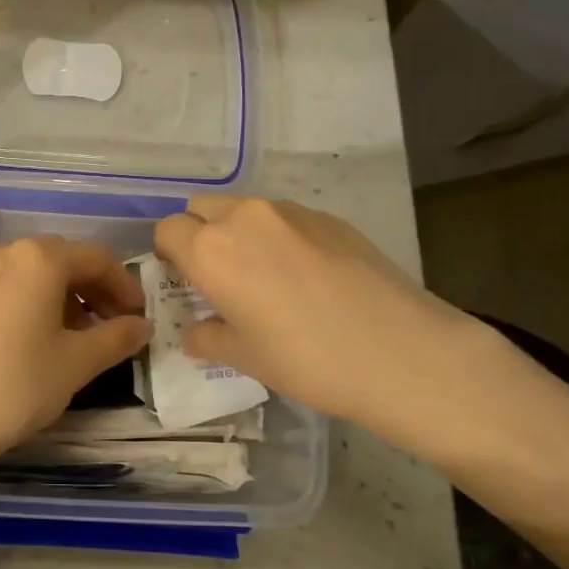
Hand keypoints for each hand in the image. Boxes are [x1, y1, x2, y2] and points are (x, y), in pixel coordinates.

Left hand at [0, 236, 151, 479]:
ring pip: (33, 273)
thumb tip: (142, 326)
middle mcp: (3, 252)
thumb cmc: (16, 386)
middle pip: (62, 260)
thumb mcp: (76, 363)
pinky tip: (40, 337)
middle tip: (114, 326)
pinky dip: (32, 301)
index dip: (124, 286)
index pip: (95, 258)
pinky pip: (7, 285)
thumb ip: (116, 338)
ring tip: (79, 337)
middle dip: (94, 290)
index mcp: (37, 258)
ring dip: (64, 297)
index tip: (138, 317)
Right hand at [154, 197, 516, 463]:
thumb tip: (196, 332)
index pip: (168, 230)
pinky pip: (285, 218)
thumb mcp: (244, 357)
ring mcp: (290, 212)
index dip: (169, 254)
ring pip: (245, 209)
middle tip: (219, 276)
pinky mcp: (329, 217)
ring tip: (266, 276)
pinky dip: (279, 236)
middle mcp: (244, 218)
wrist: (400, 351)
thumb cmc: (306, 359)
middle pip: (202, 208)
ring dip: (240, 233)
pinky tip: (307, 276)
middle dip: (200, 234)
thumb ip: (207, 338)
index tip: (185, 281)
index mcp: (211, 251)